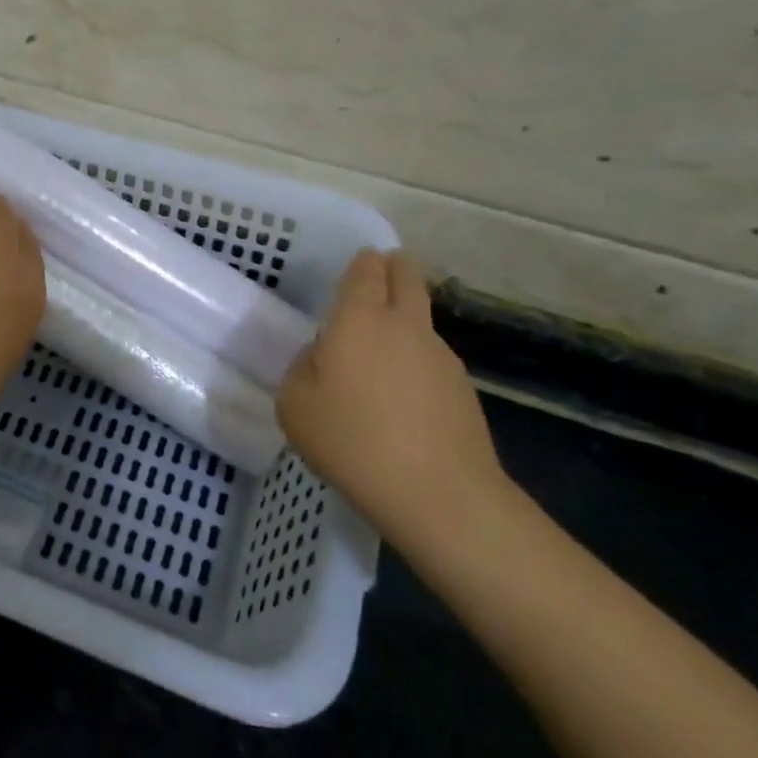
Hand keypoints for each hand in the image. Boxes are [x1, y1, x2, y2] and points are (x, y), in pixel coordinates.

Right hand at [277, 250, 506, 554]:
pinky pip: (432, 360)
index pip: (367, 269)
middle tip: (377, 281)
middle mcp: (404, 324)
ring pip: (421, 319)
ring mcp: (440, 355)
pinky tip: (403, 402)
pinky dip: (416, 365)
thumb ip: (302, 368)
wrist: (439, 494)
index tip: (355, 269)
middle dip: (394, 269)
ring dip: (403, 323)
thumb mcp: (295, 406)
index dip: (361, 263)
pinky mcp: (463, 388)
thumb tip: (321, 357)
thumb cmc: (352, 441)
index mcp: (359, 318)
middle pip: (407, 276)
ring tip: (380, 360)